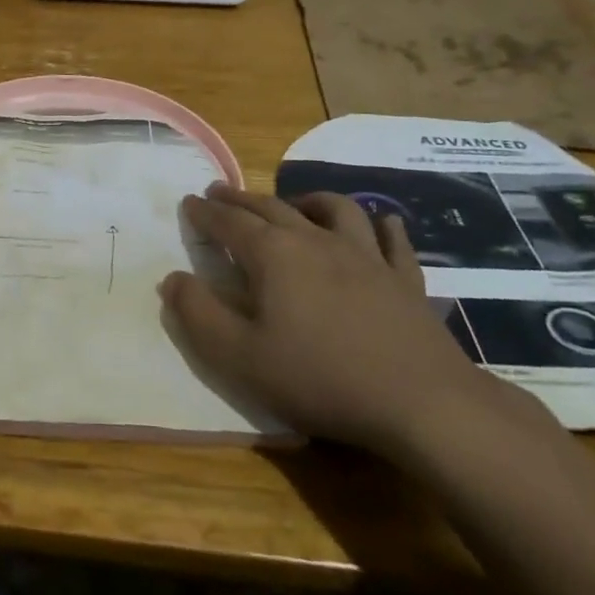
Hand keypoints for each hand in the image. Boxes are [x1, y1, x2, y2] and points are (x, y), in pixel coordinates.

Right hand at [161, 185, 496, 454]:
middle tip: (220, 191)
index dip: (205, 212)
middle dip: (241, 198)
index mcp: (273, 255)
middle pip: (272, 207)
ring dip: (307, 199)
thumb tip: (172, 279)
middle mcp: (316, 241)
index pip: (229, 222)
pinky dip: (381, 226)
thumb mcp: (239, 357)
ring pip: (334, 209)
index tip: (189, 202)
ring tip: (294, 203)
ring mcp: (366, 256)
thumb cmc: (320, 379)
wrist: (421, 403)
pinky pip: (391, 240)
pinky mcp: (404, 279)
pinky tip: (380, 224)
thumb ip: (198, 314)